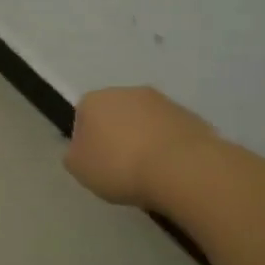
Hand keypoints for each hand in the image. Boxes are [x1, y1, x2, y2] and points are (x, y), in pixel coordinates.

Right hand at [65, 86, 214, 207]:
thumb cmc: (120, 166)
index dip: (86, 140)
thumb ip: (74, 155)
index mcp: (95, 100)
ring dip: (144, 139)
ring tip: (149, 172)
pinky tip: (170, 170)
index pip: (82, 115)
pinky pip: (170, 132)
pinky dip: (168, 146)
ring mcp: (162, 101)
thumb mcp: (79, 169)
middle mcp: (127, 91)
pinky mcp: (189, 115)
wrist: (181, 168)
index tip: (95, 162)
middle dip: (117, 135)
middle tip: (120, 167)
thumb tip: (82, 149)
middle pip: (116, 114)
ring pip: (145, 121)